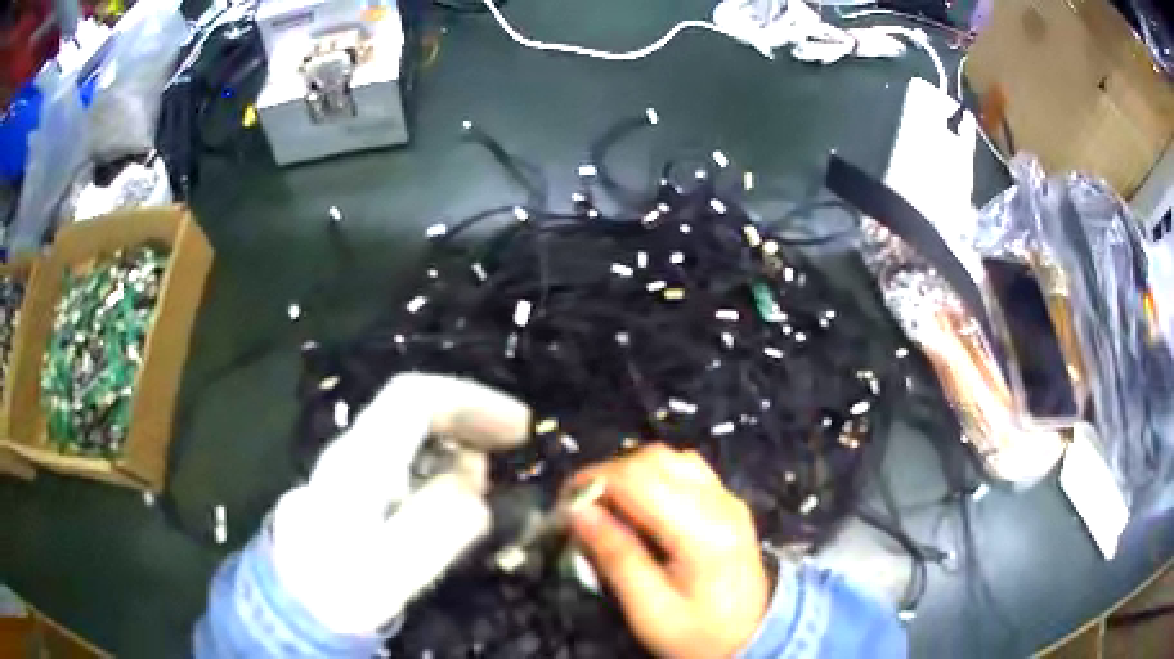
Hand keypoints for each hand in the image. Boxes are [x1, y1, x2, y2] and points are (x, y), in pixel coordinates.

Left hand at [272, 373, 530, 634]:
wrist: (297, 604)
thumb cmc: (340, 589)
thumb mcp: (387, 573)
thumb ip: (431, 532)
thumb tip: (475, 495)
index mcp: (361, 460)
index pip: (414, 399)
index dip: (471, 401)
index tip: (519, 427)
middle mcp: (357, 451)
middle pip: (414, 407)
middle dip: (470, 416)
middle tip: (514, 443)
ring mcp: (357, 467)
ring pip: (413, 431)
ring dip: (459, 442)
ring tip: (488, 480)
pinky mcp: (362, 488)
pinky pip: (410, 456)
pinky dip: (443, 463)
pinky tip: (456, 494)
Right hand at [568, 444, 770, 658]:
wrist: (753, 637)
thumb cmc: (698, 633)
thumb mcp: (650, 610)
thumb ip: (616, 558)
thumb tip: (577, 512)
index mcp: (703, 532)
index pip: (640, 480)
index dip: (594, 481)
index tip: (564, 504)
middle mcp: (720, 503)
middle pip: (654, 460)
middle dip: (608, 475)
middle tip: (582, 510)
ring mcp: (728, 498)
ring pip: (670, 458)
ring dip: (631, 473)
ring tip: (609, 507)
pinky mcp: (728, 502)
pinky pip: (685, 469)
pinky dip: (654, 476)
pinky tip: (642, 506)